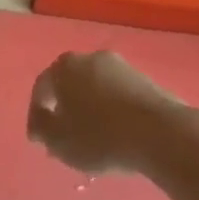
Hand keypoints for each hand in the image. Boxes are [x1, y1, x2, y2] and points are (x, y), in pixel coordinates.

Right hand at [27, 51, 189, 175]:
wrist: (161, 133)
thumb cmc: (100, 136)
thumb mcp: (58, 141)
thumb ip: (42, 128)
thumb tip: (40, 121)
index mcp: (64, 67)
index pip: (41, 89)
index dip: (37, 117)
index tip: (39, 141)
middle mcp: (91, 58)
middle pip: (70, 85)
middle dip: (65, 110)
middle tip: (64, 138)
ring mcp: (122, 67)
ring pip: (96, 89)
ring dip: (90, 110)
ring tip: (92, 139)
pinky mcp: (147, 81)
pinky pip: (119, 96)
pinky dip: (113, 112)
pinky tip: (117, 134)